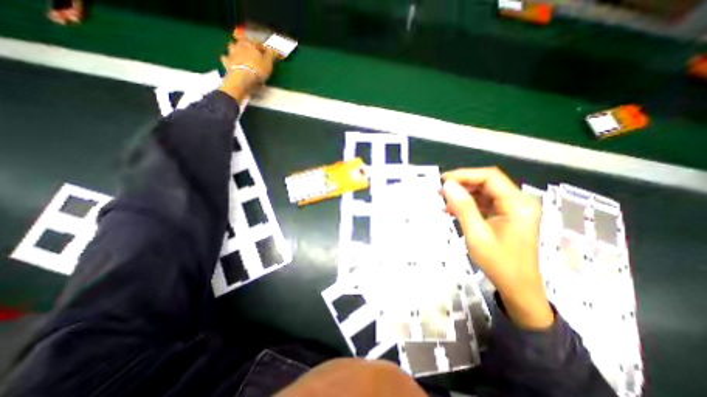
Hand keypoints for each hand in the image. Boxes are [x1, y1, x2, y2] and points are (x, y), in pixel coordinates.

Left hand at [220, 34, 273, 101]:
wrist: (242, 78)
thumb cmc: (257, 71)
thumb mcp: (268, 65)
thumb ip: (269, 56)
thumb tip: (270, 50)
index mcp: (252, 46)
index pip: (258, 43)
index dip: (263, 47)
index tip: (267, 51)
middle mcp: (241, 46)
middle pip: (243, 40)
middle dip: (245, 41)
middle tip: (247, 44)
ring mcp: (232, 53)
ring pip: (232, 46)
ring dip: (235, 47)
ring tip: (237, 51)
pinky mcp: (227, 61)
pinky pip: (225, 58)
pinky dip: (226, 58)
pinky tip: (227, 59)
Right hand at [440, 166, 551, 327]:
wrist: (518, 288)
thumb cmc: (499, 263)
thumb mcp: (477, 235)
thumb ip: (463, 207)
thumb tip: (448, 185)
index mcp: (518, 204)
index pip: (490, 177)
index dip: (465, 175)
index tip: (444, 181)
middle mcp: (519, 202)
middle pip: (488, 182)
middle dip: (463, 184)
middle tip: (441, 190)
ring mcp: (513, 209)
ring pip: (485, 191)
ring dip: (464, 194)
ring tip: (446, 201)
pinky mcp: (507, 215)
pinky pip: (486, 202)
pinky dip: (469, 204)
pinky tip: (456, 210)